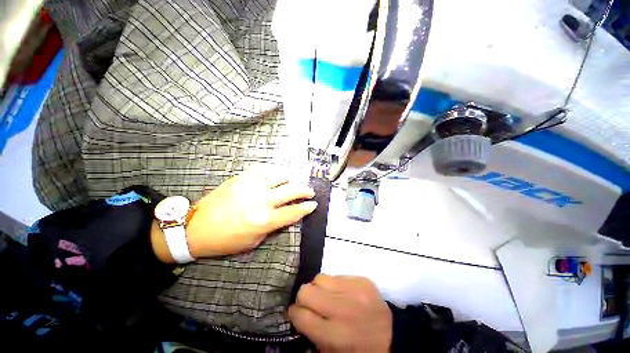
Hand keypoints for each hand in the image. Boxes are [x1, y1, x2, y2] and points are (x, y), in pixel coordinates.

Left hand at [185, 171, 316, 257]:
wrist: (196, 227)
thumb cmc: (226, 240)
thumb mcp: (254, 241)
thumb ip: (273, 226)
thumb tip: (286, 215)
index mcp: (265, 220)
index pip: (295, 211)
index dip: (307, 207)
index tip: (313, 204)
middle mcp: (262, 201)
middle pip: (292, 190)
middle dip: (305, 190)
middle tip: (309, 192)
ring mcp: (252, 186)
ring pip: (281, 176)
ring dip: (290, 179)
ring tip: (292, 183)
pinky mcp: (241, 178)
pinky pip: (263, 170)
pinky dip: (273, 173)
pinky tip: (275, 177)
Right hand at [288, 274, 392, 352]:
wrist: (393, 337)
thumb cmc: (359, 350)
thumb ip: (311, 336)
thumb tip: (297, 315)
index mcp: (334, 335)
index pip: (300, 314)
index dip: (294, 313)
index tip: (296, 313)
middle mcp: (342, 309)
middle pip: (306, 290)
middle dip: (304, 298)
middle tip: (310, 305)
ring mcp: (354, 290)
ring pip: (320, 277)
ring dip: (319, 288)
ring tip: (327, 297)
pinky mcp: (362, 280)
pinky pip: (337, 275)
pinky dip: (334, 284)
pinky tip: (342, 294)